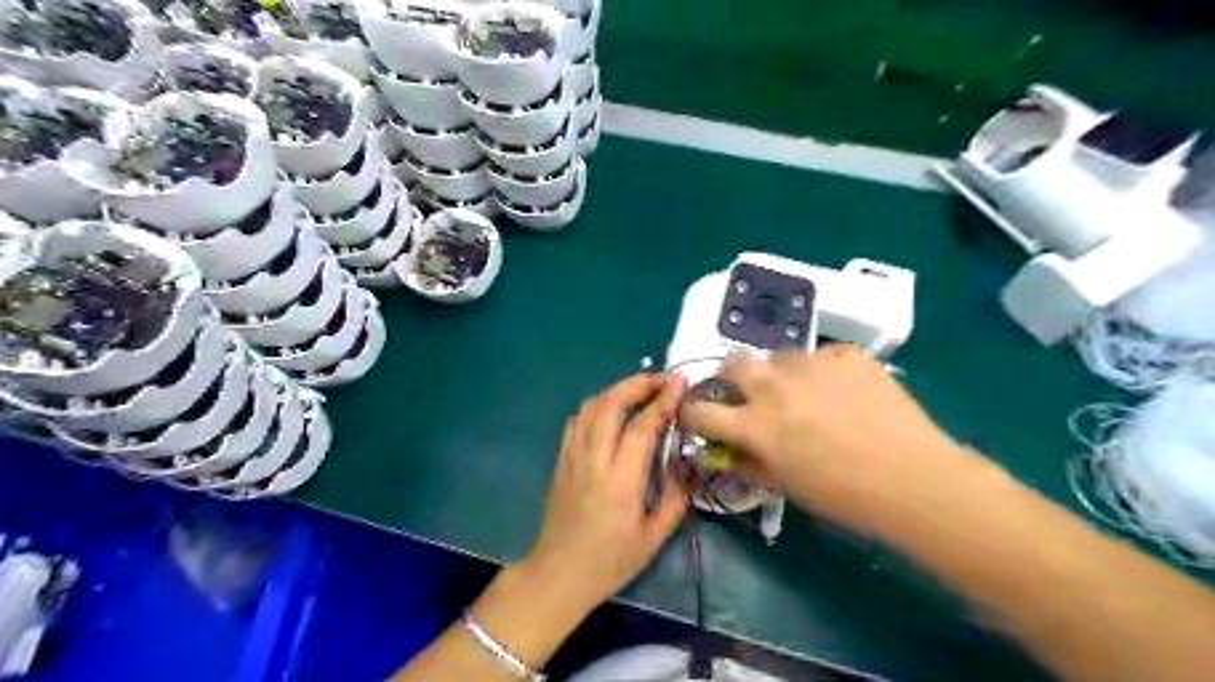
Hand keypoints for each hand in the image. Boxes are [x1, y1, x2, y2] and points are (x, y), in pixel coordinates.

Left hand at [526, 373, 693, 613]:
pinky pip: (577, 420)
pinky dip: (597, 405)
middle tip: (662, 379)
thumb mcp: (653, 538)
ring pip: (590, 407)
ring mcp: (572, 457)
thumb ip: (675, 499)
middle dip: (637, 384)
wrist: (557, 574)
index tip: (679, 382)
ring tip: (641, 389)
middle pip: (610, 404)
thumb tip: (689, 466)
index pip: (641, 427)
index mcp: (620, 482)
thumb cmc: (609, 562)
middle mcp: (593, 461)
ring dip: (617, 390)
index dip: (662, 400)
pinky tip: (612, 409)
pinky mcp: (561, 460)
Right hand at [681, 350, 986, 534]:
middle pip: (732, 362)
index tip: (702, 417)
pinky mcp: (846, 355)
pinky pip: (822, 356)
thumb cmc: (844, 496)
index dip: (695, 414)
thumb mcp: (785, 486)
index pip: (702, 411)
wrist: (914, 480)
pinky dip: (824, 371)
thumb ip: (749, 461)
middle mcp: (774, 386)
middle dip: (733, 377)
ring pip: (779, 356)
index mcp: (754, 424)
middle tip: (750, 394)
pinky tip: (845, 392)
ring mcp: (812, 365)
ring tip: (807, 394)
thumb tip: (730, 448)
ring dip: (781, 374)